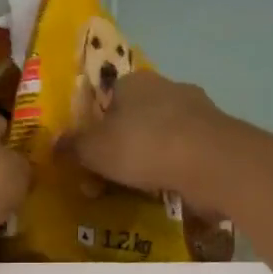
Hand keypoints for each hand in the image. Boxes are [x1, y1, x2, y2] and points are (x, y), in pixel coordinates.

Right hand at [69, 72, 223, 198]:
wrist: (212, 163)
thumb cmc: (143, 146)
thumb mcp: (94, 149)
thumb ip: (73, 146)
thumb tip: (54, 143)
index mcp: (134, 82)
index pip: (107, 98)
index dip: (95, 128)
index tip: (90, 157)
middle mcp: (167, 88)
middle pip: (134, 119)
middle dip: (120, 149)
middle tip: (107, 181)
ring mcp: (197, 112)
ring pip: (161, 137)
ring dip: (147, 162)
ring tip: (137, 191)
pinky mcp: (218, 137)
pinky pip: (185, 154)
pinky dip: (173, 170)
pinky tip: (166, 191)